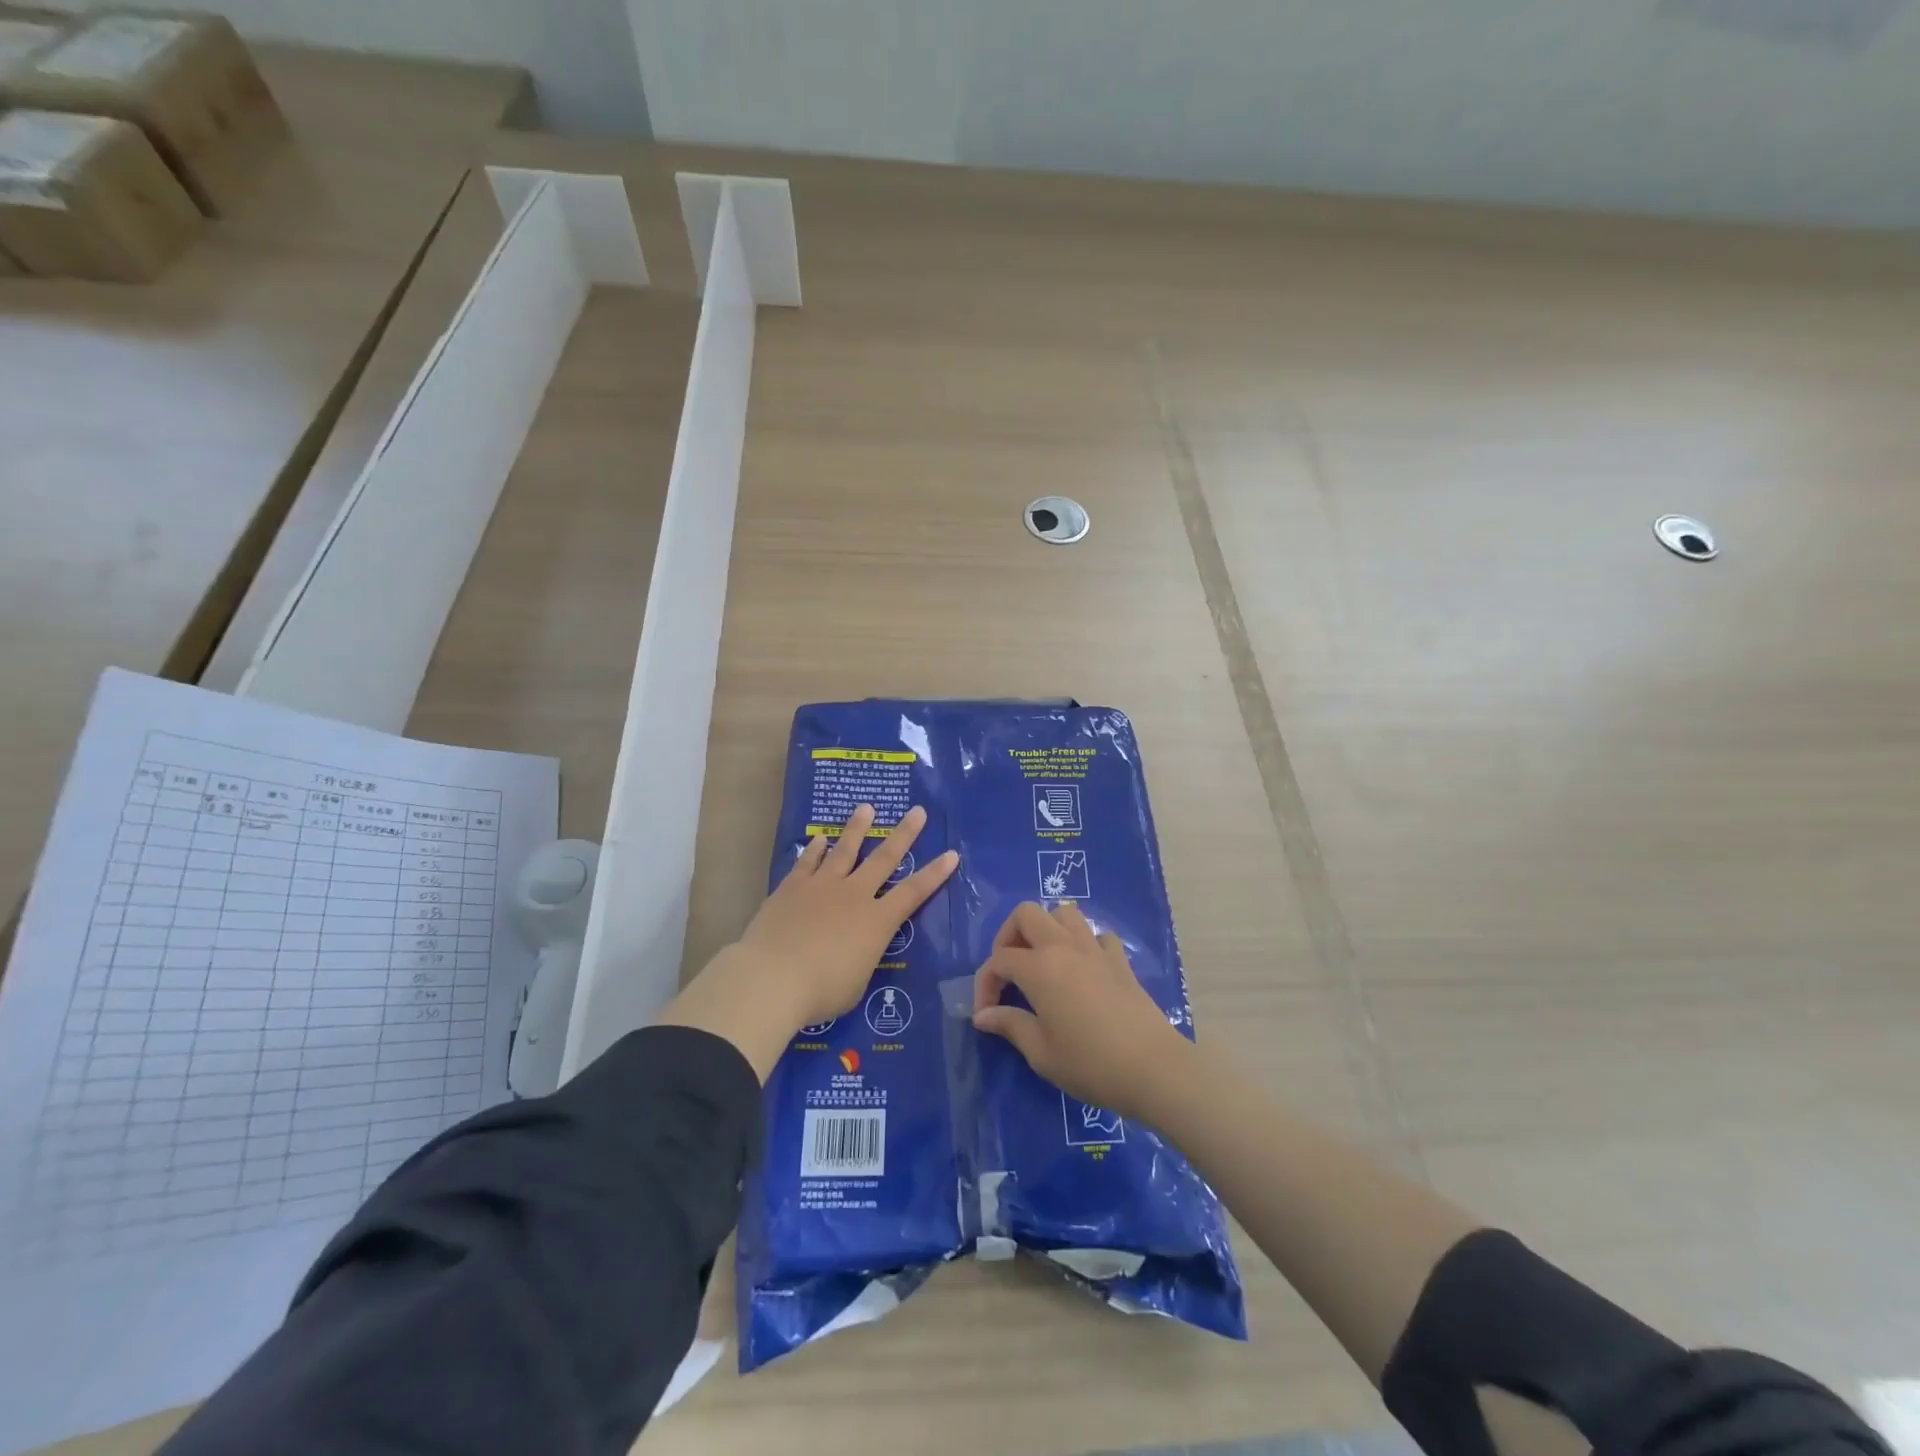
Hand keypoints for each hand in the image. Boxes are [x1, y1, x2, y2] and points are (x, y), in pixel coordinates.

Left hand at [735, 803, 957, 1029]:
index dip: (935, 873)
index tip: (951, 853)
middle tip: (917, 811)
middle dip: (904, 834)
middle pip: (884, 859)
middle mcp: (854, 895)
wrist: (773, 977)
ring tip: (866, 807)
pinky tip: (820, 838)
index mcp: (877, 921)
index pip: (914, 892)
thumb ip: (861, 959)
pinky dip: (815, 849)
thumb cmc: (822, 991)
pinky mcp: (792, 887)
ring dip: (857, 828)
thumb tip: (854, 951)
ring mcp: (822, 886)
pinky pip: (808, 861)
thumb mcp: (856, 983)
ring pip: (845, 850)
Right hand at [971, 902, 1191, 1118]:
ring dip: (1046, 929)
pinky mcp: (1120, 960)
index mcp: (1039, 968)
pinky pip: (1096, 935)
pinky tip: (1083, 969)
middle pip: (1027, 914)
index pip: (999, 959)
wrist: (1153, 1069)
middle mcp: (1064, 947)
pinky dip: (1084, 943)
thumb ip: (1010, 1025)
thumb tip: (984, 1015)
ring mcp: (1095, 949)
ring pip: (1063, 913)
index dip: (985, 983)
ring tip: (1042, 961)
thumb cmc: (1090, 1063)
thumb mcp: (1041, 1052)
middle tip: (1009, 970)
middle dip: (1009, 935)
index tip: (986, 1013)